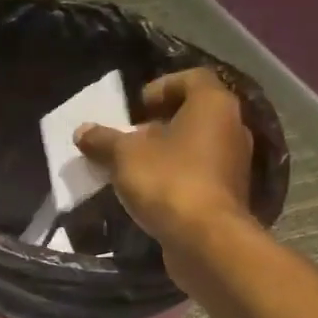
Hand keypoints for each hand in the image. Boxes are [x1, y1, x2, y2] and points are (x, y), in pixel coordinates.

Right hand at [75, 68, 255, 248]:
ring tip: (137, 167)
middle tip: (132, 137)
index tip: (137, 107)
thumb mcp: (125, 157)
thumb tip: (83, 131)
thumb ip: (104, 141)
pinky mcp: (229, 194)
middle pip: (195, 113)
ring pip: (198, 145)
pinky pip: (201, 173)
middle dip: (161, 122)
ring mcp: (235, 163)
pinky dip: (179, 175)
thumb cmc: (168, 182)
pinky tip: (153, 192)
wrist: (205, 239)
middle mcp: (232, 127)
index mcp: (213, 104)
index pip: (192, 78)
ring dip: (169, 151)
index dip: (162, 87)